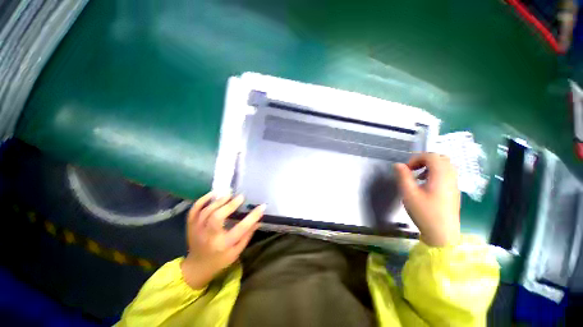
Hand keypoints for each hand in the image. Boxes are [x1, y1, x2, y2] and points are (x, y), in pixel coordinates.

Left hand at [181, 192, 265, 288]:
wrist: (197, 266)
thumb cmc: (220, 259)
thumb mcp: (237, 252)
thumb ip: (247, 235)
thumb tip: (258, 220)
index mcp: (224, 245)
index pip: (241, 229)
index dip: (252, 217)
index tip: (262, 206)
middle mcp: (209, 237)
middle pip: (217, 217)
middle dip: (230, 205)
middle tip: (241, 196)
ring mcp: (197, 230)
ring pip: (206, 212)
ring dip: (218, 201)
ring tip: (229, 193)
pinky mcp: (191, 225)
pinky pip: (194, 210)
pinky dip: (202, 200)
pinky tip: (213, 193)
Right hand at [394, 153, 460, 246]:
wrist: (443, 234)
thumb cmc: (425, 213)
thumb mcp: (409, 194)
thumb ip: (403, 176)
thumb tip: (398, 164)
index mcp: (441, 176)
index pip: (431, 156)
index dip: (416, 158)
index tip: (406, 169)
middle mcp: (451, 177)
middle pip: (440, 158)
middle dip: (423, 160)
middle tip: (412, 170)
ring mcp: (454, 184)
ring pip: (445, 165)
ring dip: (430, 166)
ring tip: (417, 176)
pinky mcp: (454, 191)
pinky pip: (447, 174)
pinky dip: (435, 173)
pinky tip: (426, 184)